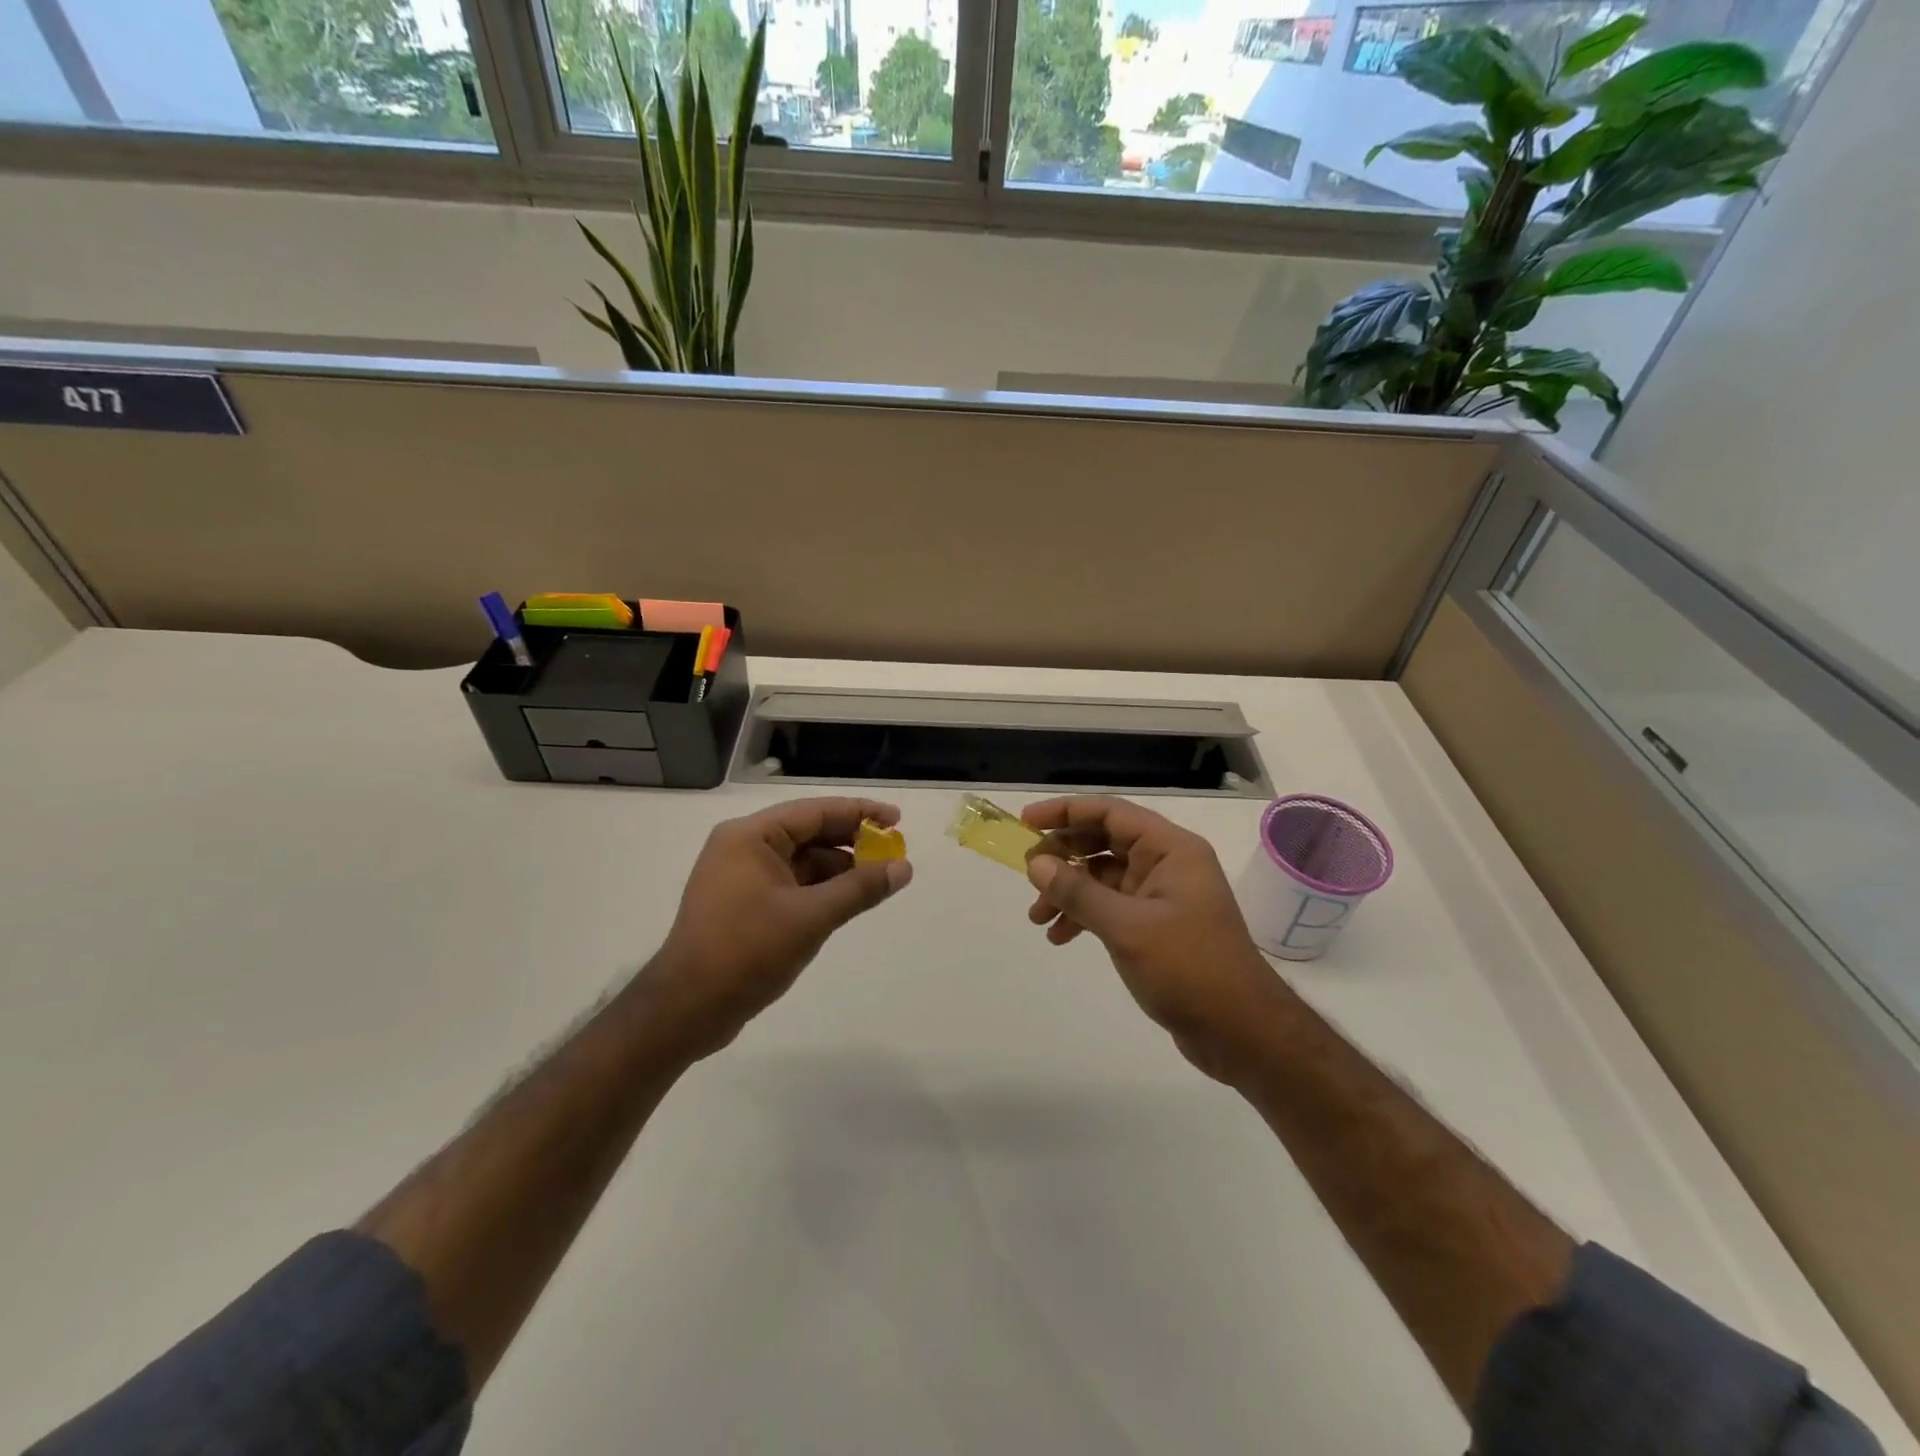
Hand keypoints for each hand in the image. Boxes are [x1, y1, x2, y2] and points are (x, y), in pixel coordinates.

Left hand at [640, 797, 912, 1059]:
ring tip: (878, 881)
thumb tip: (904, 868)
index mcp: (750, 836)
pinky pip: (792, 884)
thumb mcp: (811, 917)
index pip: (816, 811)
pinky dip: (821, 889)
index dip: (860, 813)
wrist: (687, 1009)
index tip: (898, 820)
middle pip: (809, 832)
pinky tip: (848, 901)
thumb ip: (860, 889)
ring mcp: (741, 877)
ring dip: (839, 868)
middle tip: (893, 853)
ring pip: (802, 860)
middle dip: (852, 842)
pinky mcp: (744, 904)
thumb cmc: (747, 951)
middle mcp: (743, 847)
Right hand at [1022, 796, 1292, 1080]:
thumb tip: (1036, 863)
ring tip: (1037, 917)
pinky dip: (1084, 915)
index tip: (1026, 823)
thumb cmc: (1188, 968)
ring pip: (1103, 876)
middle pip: (1104, 841)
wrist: (1240, 1032)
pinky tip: (1061, 936)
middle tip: (1027, 873)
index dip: (1065, 812)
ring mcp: (1161, 894)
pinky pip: (1111, 905)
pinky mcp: (1156, 924)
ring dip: (1068, 891)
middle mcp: (1166, 863)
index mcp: (1170, 849)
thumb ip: (1078, 892)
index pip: (1110, 813)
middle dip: (1063, 855)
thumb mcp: (1126, 927)